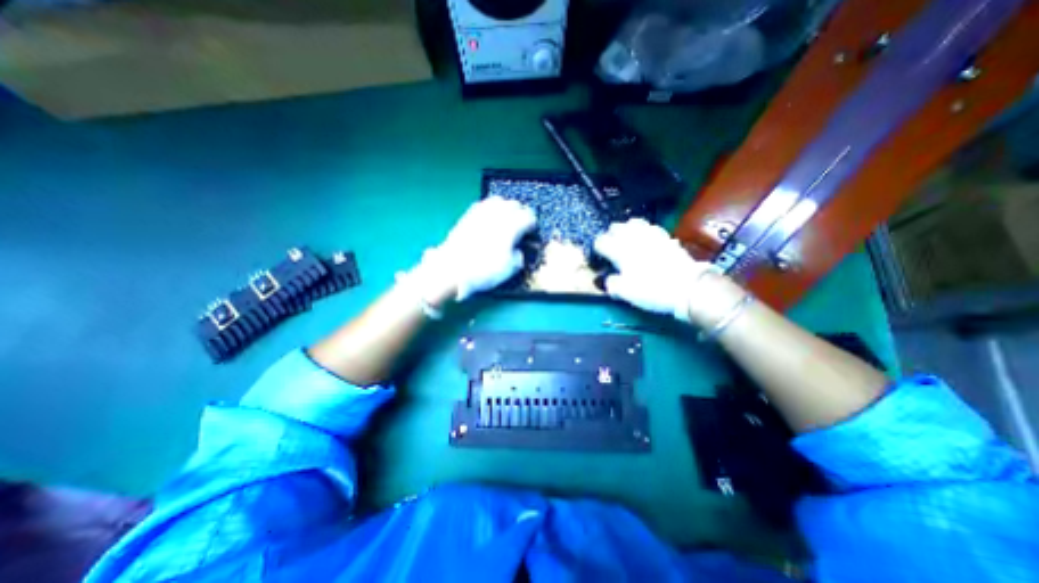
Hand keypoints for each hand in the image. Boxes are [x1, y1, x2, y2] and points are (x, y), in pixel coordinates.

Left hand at [416, 199, 533, 301]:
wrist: (452, 268)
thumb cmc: (484, 270)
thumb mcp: (510, 269)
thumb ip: (519, 256)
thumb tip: (517, 249)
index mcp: (512, 225)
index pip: (529, 217)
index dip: (532, 225)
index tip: (531, 233)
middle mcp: (498, 214)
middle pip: (515, 205)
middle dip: (521, 214)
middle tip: (520, 227)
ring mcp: (482, 212)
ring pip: (500, 201)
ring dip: (506, 208)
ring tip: (506, 220)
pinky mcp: (469, 214)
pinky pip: (484, 204)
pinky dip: (491, 209)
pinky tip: (490, 219)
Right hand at [593, 217, 746, 327]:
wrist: (688, 287)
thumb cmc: (652, 290)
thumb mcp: (625, 292)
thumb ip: (611, 283)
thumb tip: (607, 279)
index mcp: (620, 250)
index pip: (601, 241)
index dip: (597, 249)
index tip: (599, 258)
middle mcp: (633, 238)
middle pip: (615, 227)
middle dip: (609, 235)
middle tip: (611, 248)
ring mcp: (651, 235)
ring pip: (632, 222)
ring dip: (626, 230)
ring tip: (626, 240)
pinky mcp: (665, 236)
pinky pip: (650, 227)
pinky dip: (643, 230)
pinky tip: (645, 239)